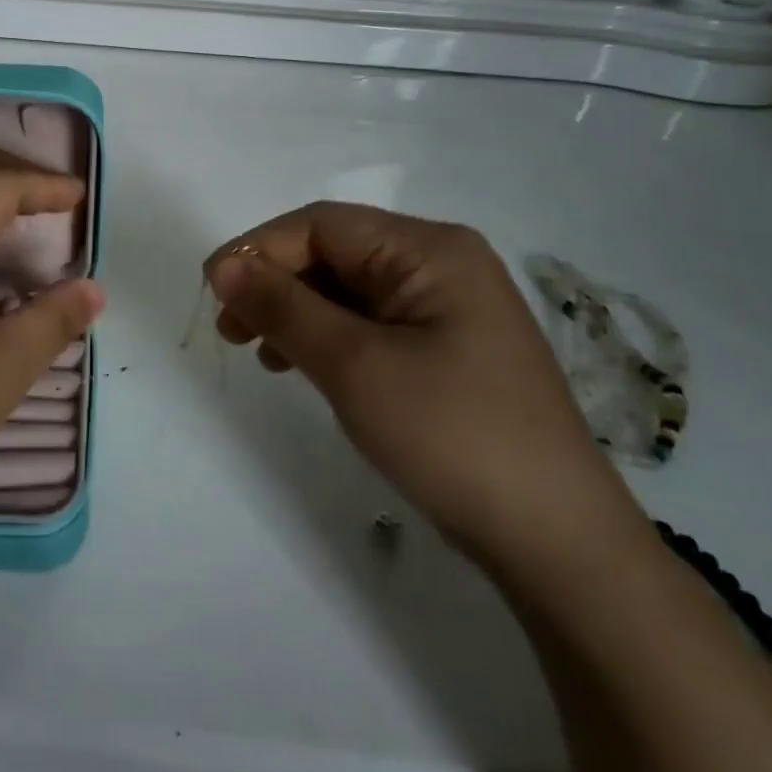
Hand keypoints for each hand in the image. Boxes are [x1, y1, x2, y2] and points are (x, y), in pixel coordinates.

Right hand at [205, 203, 648, 578]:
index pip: (322, 225)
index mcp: (430, 249)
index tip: (213, 290)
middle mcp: (443, 265)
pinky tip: (304, 366)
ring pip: (349, 290)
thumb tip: (222, 264)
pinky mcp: (449, 350)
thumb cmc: (452, 435)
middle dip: (277, 284)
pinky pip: (372, 324)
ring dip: (297, 312)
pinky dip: (329, 338)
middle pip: (336, 253)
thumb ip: (283, 306)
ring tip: (261, 352)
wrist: (558, 546)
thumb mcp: (354, 364)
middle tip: (231, 329)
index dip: (260, 249)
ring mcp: (450, 309)